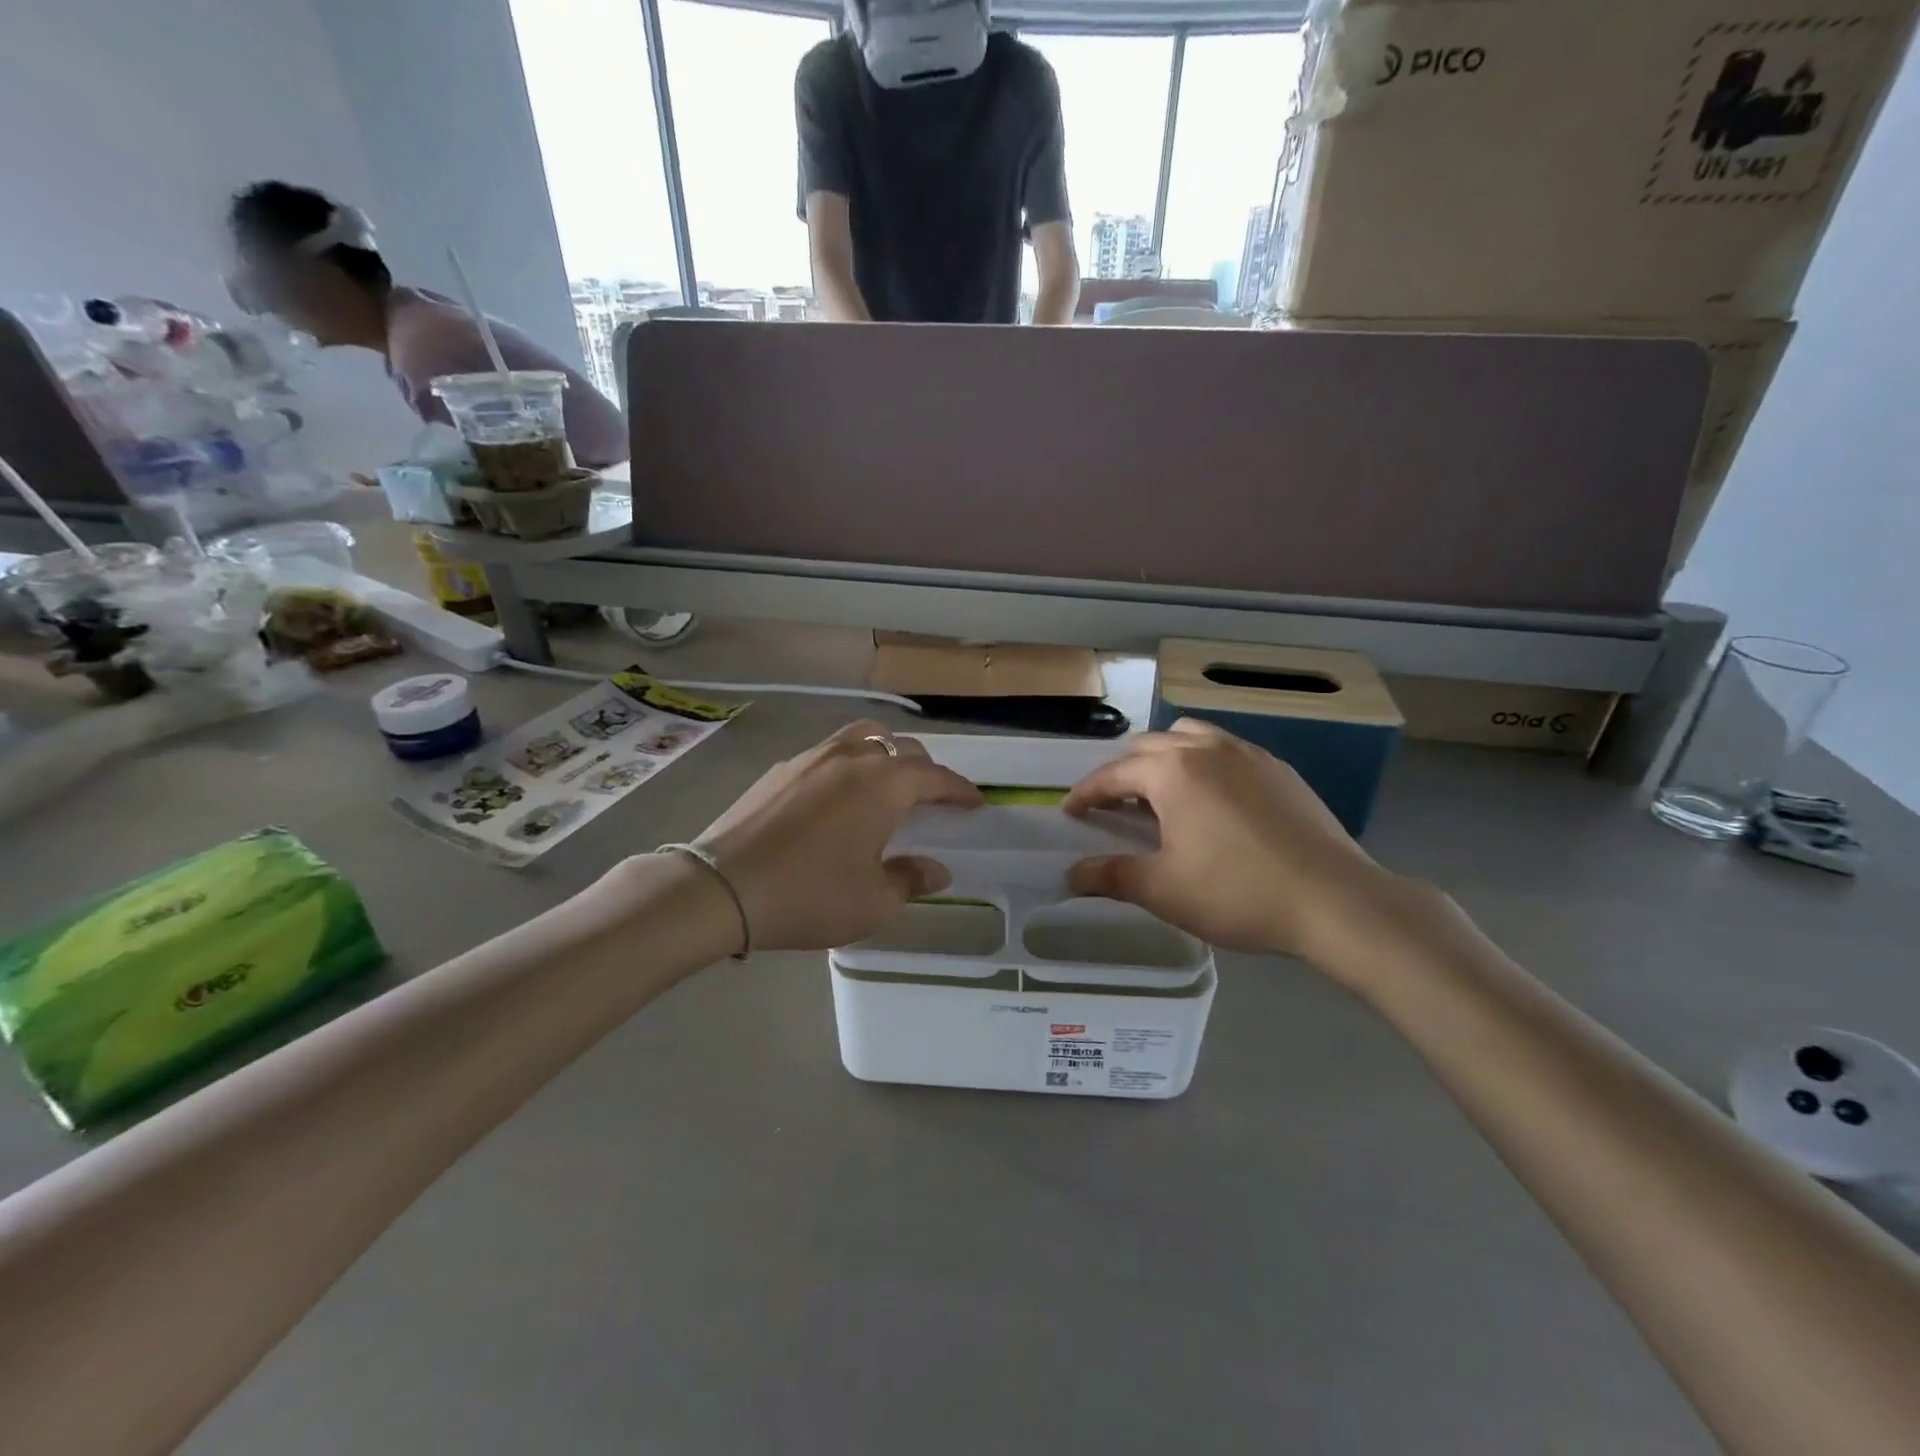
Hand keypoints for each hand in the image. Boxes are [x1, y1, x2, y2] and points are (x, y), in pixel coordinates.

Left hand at [694, 721, 982, 951]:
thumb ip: (910, 879)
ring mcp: (812, 757)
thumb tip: (937, 869)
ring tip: (888, 779)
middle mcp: (852, 758)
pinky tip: (839, 792)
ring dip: (885, 753)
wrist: (722, 887)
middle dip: (924, 769)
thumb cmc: (809, 895)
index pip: (935, 776)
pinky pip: (829, 751)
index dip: (959, 789)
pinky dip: (849, 762)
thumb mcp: (872, 902)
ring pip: (863, 737)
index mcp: (883, 785)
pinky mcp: (781, 768)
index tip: (975, 802)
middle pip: (901, 748)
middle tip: (933, 795)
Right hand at [1063, 719, 1414, 967]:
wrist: (1335, 900)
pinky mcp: (1279, 769)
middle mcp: (1206, 750)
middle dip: (1122, 772)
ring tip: (1161, 792)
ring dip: (1164, 758)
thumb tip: (1070, 875)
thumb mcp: (1163, 890)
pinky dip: (1203, 763)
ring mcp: (1248, 754)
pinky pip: (1226, 750)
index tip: (1070, 811)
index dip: (1086, 793)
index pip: (1113, 774)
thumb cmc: (1237, 892)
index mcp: (1172, 772)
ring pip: (1190, 738)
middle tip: (1112, 806)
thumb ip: (1111, 876)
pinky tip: (1213, 799)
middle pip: (1148, 747)